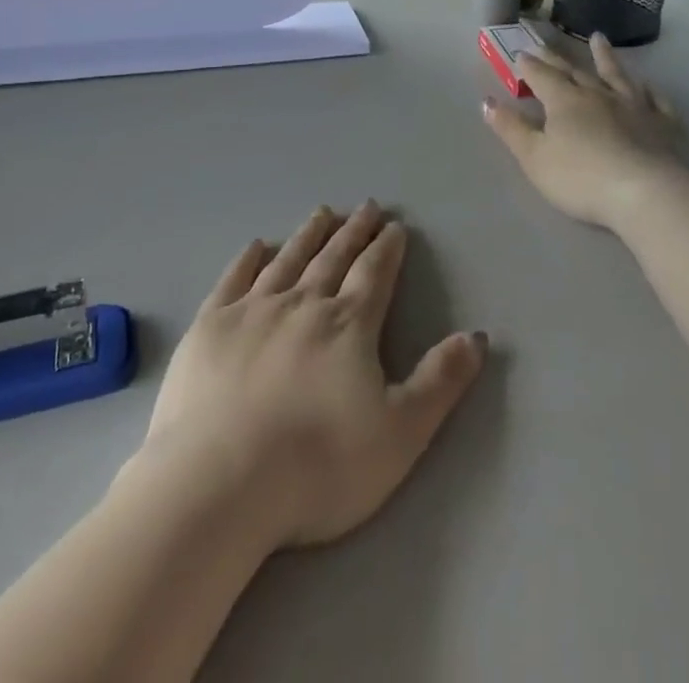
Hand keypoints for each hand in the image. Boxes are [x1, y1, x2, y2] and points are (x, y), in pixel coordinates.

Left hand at [134, 204, 485, 552]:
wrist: (221, 481)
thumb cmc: (319, 465)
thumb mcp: (400, 433)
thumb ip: (440, 381)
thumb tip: (477, 335)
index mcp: (348, 326)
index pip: (374, 275)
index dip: (387, 249)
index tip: (394, 226)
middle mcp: (302, 304)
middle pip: (334, 258)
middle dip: (354, 231)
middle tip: (366, 206)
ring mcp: (253, 310)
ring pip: (288, 260)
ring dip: (309, 235)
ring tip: (323, 212)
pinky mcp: (211, 326)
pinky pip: (234, 279)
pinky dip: (248, 259)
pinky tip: (258, 245)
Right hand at [483, 32, 688, 230]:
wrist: (646, 193)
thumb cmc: (581, 178)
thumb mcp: (534, 157)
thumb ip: (511, 128)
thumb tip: (486, 101)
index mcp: (565, 101)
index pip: (542, 76)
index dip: (529, 66)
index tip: (520, 54)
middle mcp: (599, 95)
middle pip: (575, 71)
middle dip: (558, 58)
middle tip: (546, 44)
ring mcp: (636, 107)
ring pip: (617, 75)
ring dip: (606, 57)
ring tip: (598, 38)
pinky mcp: (664, 125)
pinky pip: (657, 102)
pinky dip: (650, 92)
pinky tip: (649, 88)